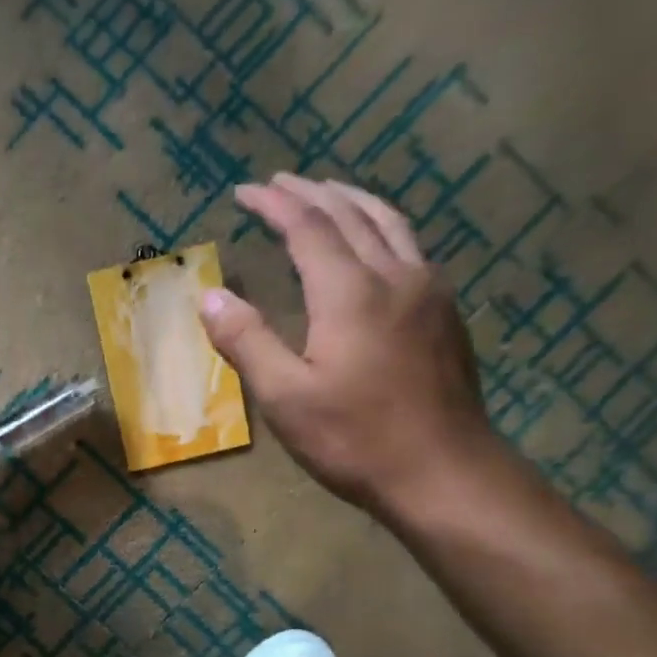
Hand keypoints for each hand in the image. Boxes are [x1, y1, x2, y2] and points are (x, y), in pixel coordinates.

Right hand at [200, 173, 499, 513]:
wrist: (445, 473)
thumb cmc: (355, 438)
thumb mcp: (284, 397)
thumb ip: (246, 341)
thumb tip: (210, 296)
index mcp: (350, 292)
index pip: (308, 227)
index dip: (275, 203)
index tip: (245, 190)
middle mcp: (394, 276)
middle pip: (350, 215)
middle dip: (310, 193)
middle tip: (279, 183)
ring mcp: (429, 291)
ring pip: (390, 224)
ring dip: (352, 201)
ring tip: (327, 192)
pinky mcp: (446, 313)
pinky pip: (410, 247)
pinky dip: (381, 227)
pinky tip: (374, 244)